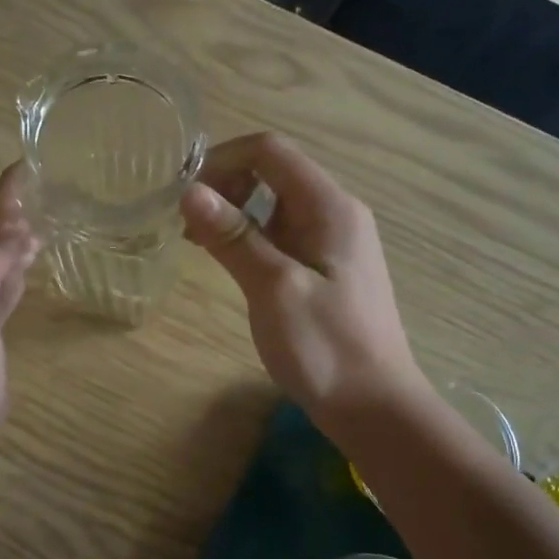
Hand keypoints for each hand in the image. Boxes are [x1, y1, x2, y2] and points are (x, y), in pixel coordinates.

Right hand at [180, 133, 423, 425]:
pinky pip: (282, 233)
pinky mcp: (327, 268)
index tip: (183, 194)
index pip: (270, 151)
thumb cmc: (325, 347)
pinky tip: (231, 262)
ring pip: (276, 203)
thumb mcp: (273, 288)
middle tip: (188, 224)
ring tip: (199, 243)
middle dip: (225, 185)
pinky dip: (251, 236)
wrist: (374, 407)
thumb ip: (233, 237)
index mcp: (329, 207)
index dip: (221, 160)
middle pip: (273, 171)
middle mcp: (335, 212)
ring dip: (235, 212)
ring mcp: (334, 241)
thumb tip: (189, 191)